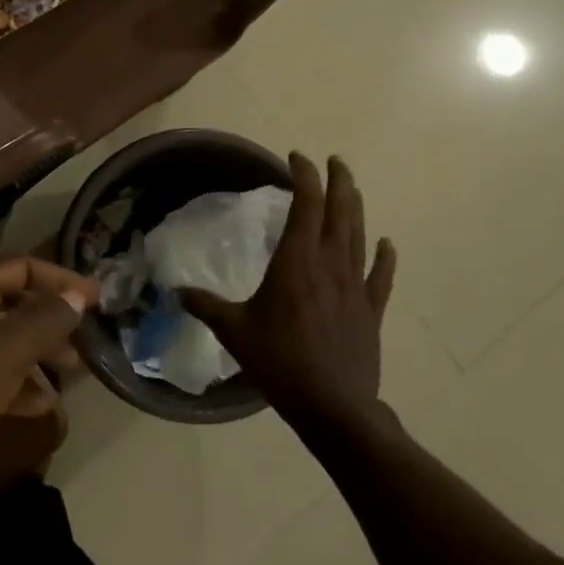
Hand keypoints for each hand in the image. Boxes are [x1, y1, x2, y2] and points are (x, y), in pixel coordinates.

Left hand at [0, 259, 95, 530]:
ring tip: (74, 368)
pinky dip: (25, 389)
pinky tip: (46, 405)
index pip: (21, 267)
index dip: (59, 277)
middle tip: (88, 335)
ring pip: (10, 344)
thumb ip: (47, 319)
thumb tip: (78, 297)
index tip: (96, 297)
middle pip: (16, 304)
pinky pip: (1, 383)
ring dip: (42, 352)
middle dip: (53, 315)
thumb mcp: (8, 347)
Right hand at [183, 154, 396, 424]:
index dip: (304, 176)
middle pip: (339, 211)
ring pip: (359, 235)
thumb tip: (176, 292)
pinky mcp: (371, 310)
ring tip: (352, 187)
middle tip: (334, 160)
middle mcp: (328, 264)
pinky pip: (380, 276)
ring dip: (356, 207)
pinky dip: (384, 256)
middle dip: (337, 181)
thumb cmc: (279, 362)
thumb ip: (205, 306)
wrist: (333, 406)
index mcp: (295, 262)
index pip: (306, 205)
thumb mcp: (233, 331)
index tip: (296, 158)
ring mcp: (355, 286)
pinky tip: (387, 243)